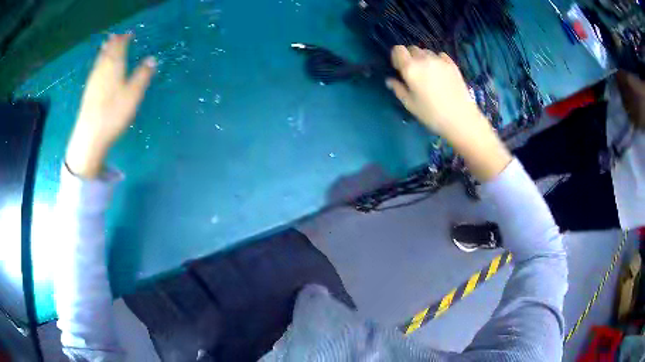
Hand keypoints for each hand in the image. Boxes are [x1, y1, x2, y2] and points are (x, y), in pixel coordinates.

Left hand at [65, 33, 155, 177]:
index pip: (120, 47)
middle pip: (108, 52)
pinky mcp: (88, 92)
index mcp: (115, 66)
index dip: (124, 39)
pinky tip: (97, 66)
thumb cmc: (113, 113)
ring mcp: (93, 81)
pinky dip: (98, 63)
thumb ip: (143, 75)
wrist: (90, 135)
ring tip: (106, 44)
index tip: (129, 33)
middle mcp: (102, 70)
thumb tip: (152, 59)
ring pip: (99, 60)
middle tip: (117, 36)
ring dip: (104, 51)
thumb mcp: (133, 94)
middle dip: (113, 43)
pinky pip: (94, 70)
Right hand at [386, 45, 510, 180]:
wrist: (461, 118)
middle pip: (412, 49)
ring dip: (423, 59)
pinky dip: (436, 60)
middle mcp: (424, 59)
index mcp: (410, 68)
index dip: (396, 56)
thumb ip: (398, 89)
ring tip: (428, 74)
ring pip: (426, 52)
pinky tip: (439, 73)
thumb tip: (390, 80)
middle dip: (409, 57)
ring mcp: (439, 60)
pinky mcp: (452, 64)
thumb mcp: (410, 104)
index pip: (398, 49)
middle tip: (413, 72)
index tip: (398, 68)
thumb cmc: (432, 114)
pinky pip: (439, 55)